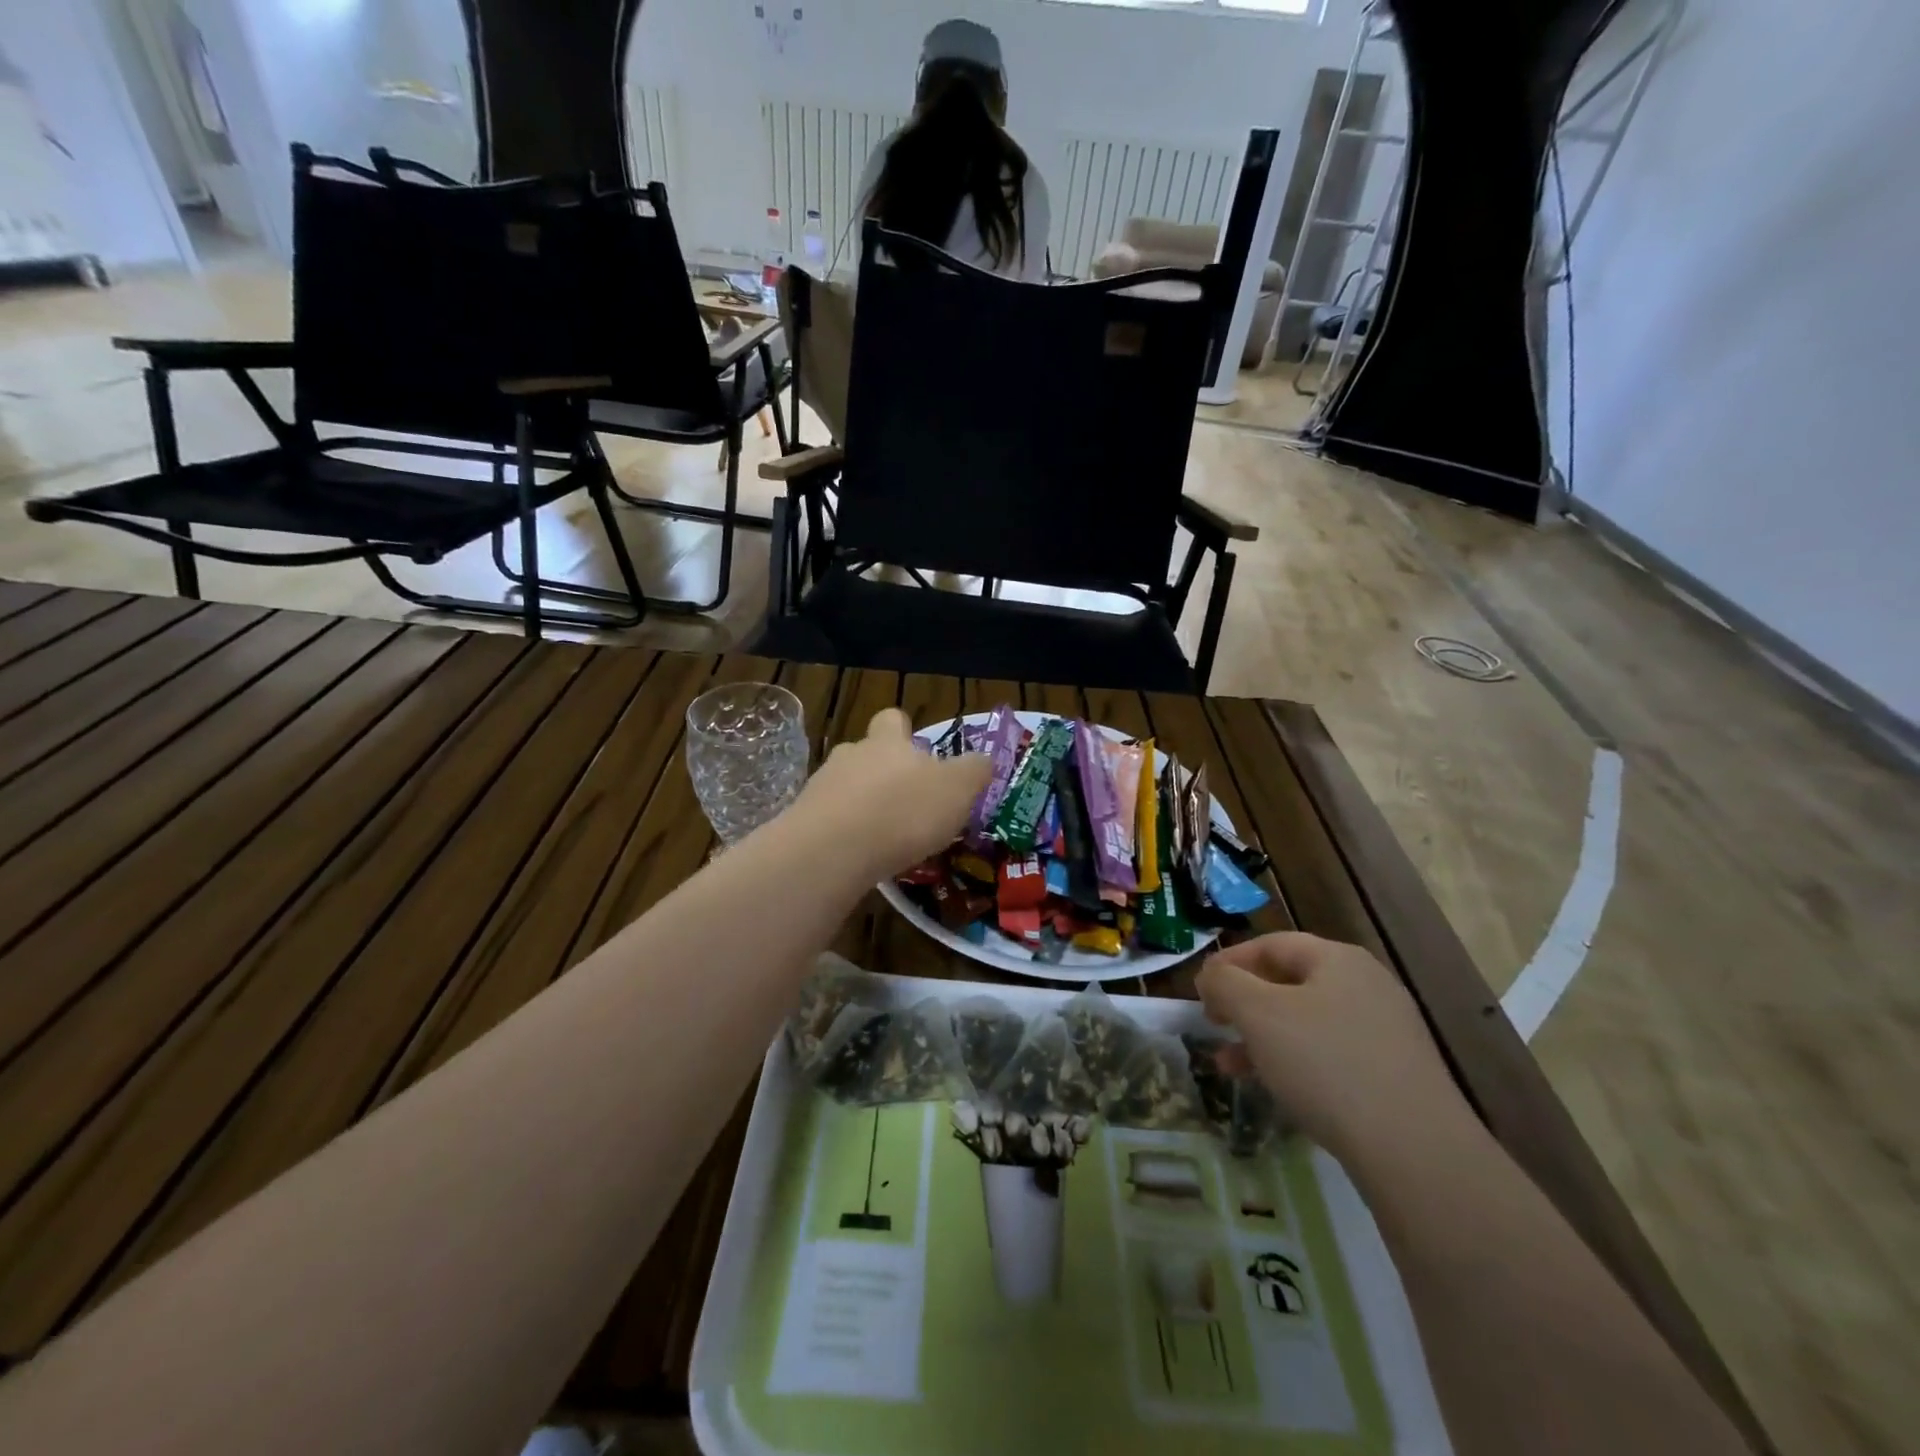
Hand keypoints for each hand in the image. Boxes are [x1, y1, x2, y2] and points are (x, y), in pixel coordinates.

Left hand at [790, 708, 991, 878]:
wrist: (831, 850)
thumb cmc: (903, 811)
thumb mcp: (958, 789)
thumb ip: (974, 771)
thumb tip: (983, 760)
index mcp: (888, 742)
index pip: (894, 719)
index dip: (906, 733)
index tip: (921, 756)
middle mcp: (852, 755)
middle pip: (868, 754)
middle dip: (885, 774)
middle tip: (908, 804)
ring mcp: (821, 787)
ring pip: (846, 787)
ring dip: (863, 805)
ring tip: (884, 837)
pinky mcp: (803, 821)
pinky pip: (829, 820)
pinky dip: (845, 833)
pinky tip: (860, 857)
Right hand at [1196, 933, 1464, 1161]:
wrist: (1416, 1153)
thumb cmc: (1326, 1064)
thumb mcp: (1258, 1014)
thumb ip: (1225, 983)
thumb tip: (1211, 976)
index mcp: (1338, 960)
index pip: (1271, 944)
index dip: (1229, 961)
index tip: (1198, 989)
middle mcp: (1367, 986)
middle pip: (1289, 982)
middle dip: (1244, 1003)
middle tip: (1213, 1023)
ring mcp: (1386, 1033)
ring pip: (1306, 1023)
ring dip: (1262, 1037)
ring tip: (1229, 1064)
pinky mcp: (1394, 1076)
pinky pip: (1330, 1056)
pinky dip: (1294, 1063)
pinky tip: (1275, 1089)